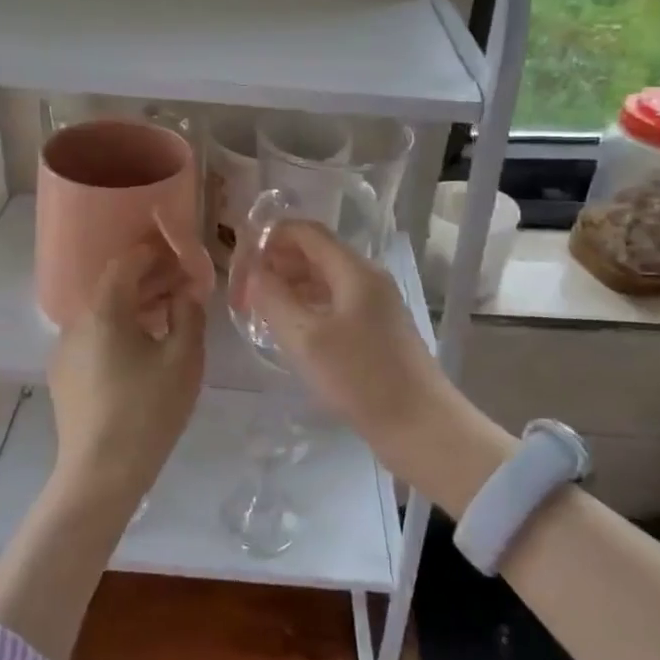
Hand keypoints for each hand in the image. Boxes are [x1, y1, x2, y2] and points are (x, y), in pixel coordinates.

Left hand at [47, 241, 205, 511]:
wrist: (100, 472)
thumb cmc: (149, 410)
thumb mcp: (184, 359)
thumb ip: (189, 315)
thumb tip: (185, 292)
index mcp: (104, 310)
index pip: (125, 263)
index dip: (152, 254)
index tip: (178, 255)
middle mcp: (76, 322)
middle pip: (112, 288)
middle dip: (147, 281)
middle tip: (180, 285)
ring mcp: (64, 350)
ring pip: (102, 315)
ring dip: (133, 307)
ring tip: (166, 317)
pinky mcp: (63, 376)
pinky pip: (93, 338)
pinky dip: (117, 331)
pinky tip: (140, 351)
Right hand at [247, 220, 459, 487]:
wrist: (421, 427)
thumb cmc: (361, 378)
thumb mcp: (306, 338)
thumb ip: (273, 298)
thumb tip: (253, 271)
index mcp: (354, 270)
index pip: (305, 232)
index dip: (268, 236)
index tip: (238, 259)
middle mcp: (367, 278)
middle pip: (314, 253)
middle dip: (275, 263)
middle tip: (243, 290)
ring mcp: (374, 305)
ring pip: (323, 280)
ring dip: (289, 286)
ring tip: (257, 309)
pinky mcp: (375, 330)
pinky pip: (333, 303)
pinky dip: (306, 306)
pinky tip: (287, 329)